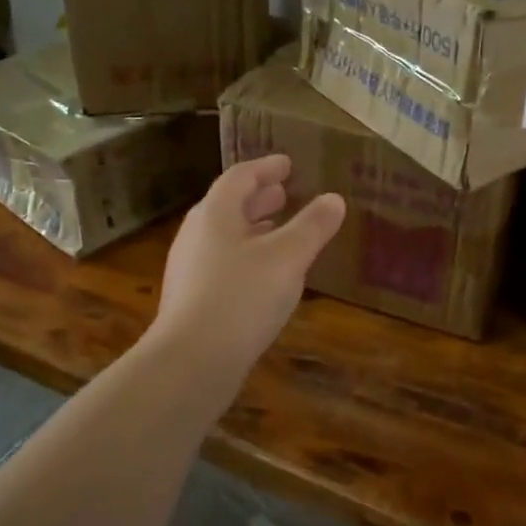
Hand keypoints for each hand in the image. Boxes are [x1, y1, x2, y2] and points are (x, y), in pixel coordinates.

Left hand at [149, 154, 345, 381]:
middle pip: (229, 206)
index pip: (240, 177)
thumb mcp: (288, 258)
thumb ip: (312, 226)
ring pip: (225, 237)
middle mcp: (197, 235)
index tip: (287, 164)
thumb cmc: (241, 297)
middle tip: (284, 193)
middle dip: (259, 197)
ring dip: (253, 228)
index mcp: (215, 214)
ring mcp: (190, 269)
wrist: (191, 361)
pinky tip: (265, 276)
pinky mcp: (192, 299)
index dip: (266, 168)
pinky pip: (223, 263)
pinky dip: (247, 255)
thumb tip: (334, 199)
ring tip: (279, 230)